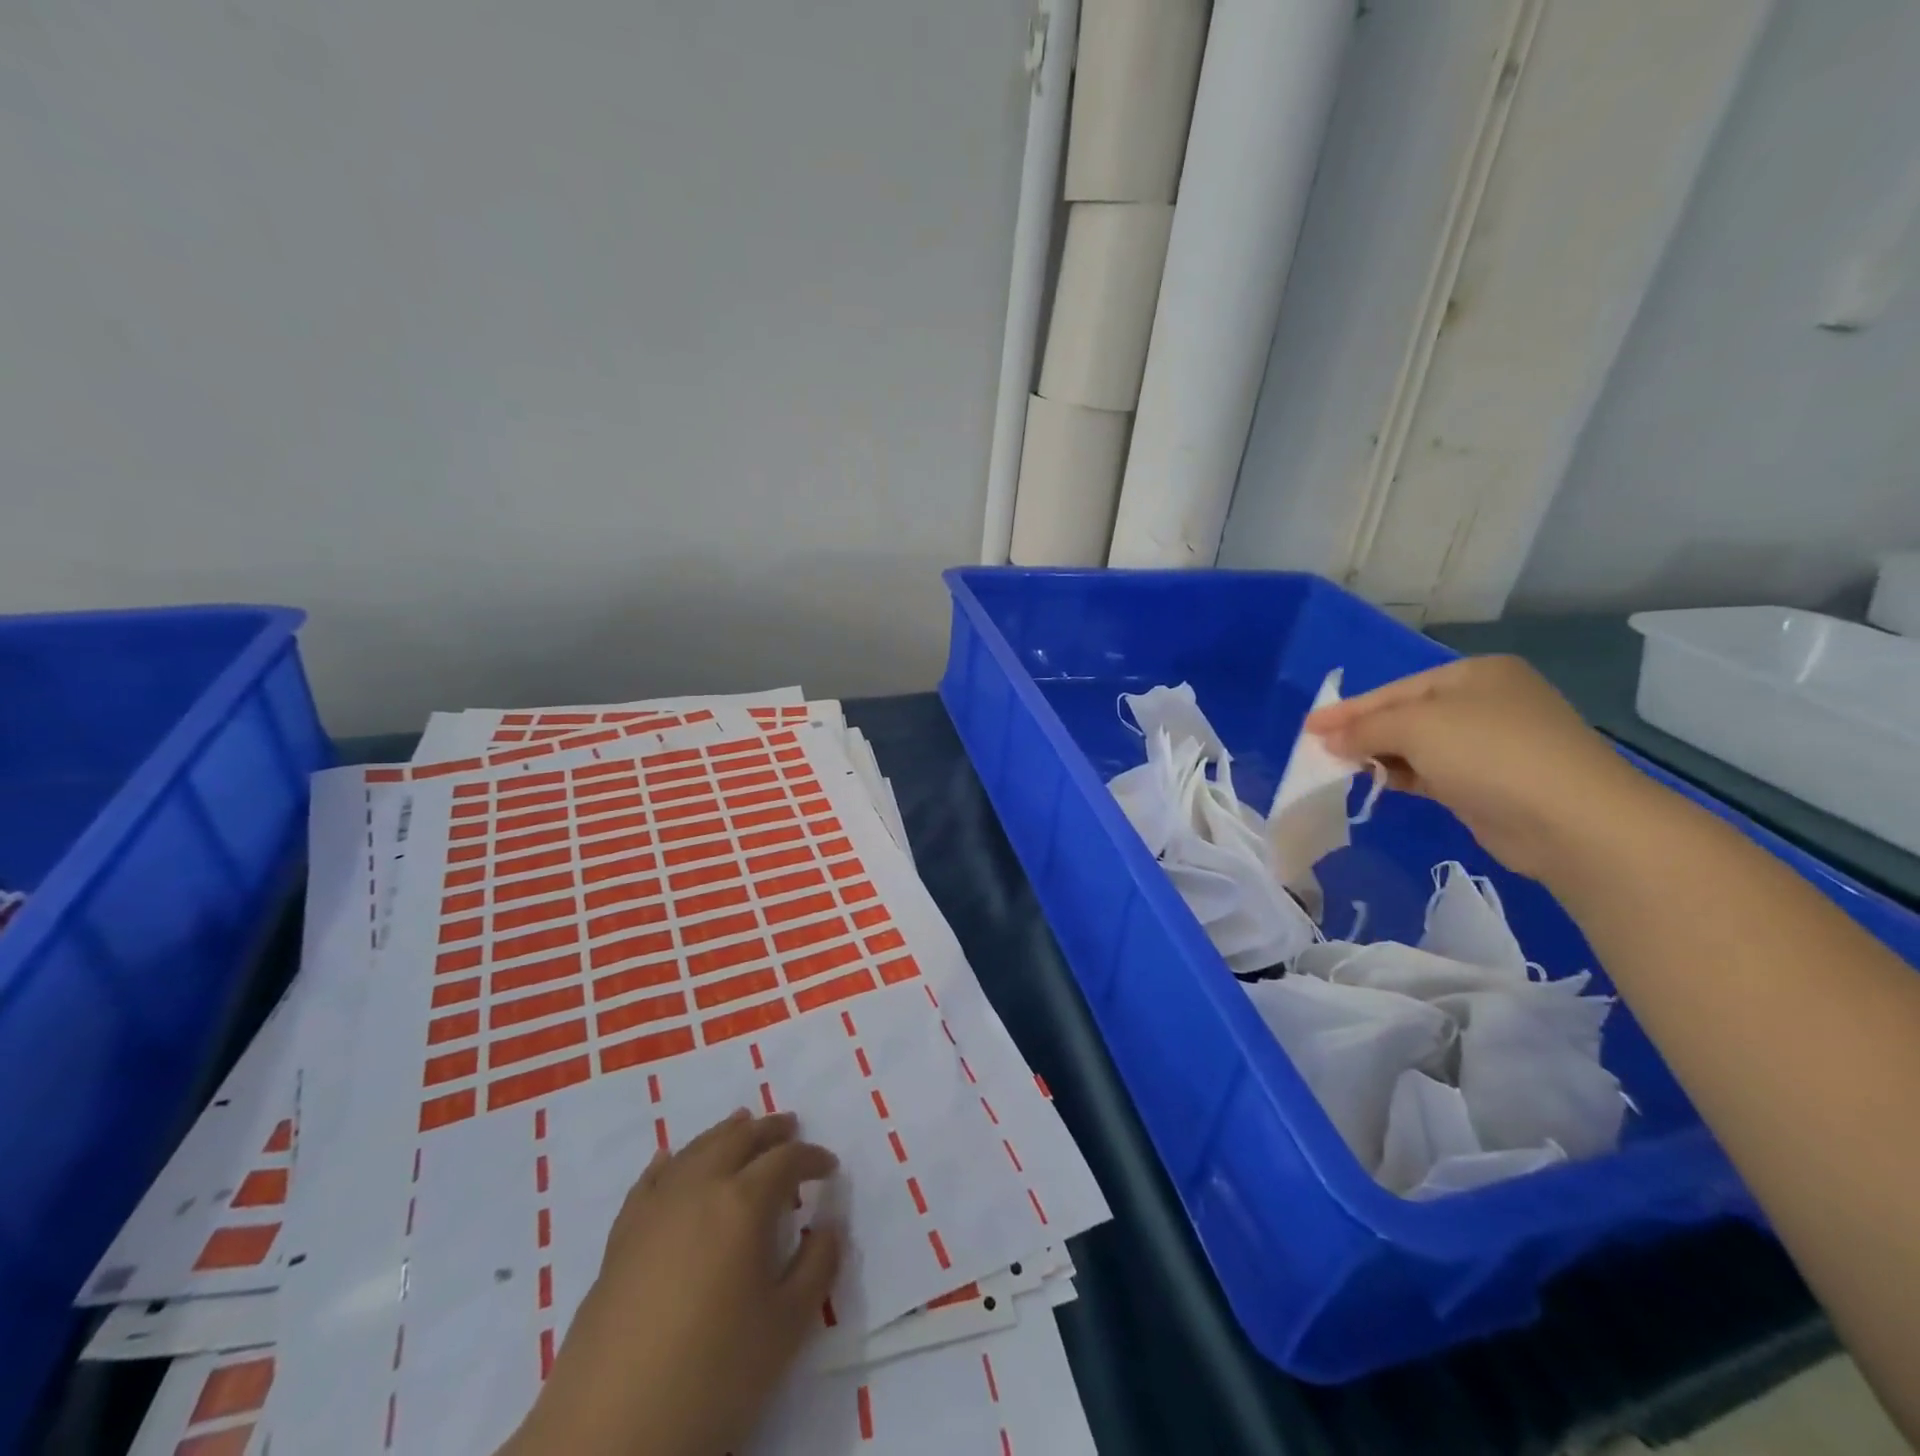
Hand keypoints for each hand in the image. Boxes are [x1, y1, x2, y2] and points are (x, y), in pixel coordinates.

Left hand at [502, 1109, 841, 1455]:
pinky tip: (673, 1161)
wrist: (609, 1432)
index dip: (811, 1158)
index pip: (785, 1160)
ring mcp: (654, 1209)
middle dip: (769, 1130)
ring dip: (725, 1134)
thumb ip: (817, 1267)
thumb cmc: (712, 1376)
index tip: (829, 1167)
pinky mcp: (621, 1237)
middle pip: (739, 1139)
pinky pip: (651, 1180)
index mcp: (743, 1203)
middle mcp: (699, 1188)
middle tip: (790, 1126)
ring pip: (696, 1149)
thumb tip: (827, 1225)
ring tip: (743, 1125)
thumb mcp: (786, 1328)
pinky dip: (671, 1161)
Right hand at [1305, 655, 1651, 881]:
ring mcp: (1492, 745)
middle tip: (1318, 750)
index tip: (1307, 727)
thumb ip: (1365, 729)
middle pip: (1406, 715)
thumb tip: (1327, 740)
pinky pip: (1433, 772)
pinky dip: (1403, 776)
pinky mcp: (1491, 784)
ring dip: (1379, 757)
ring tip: (1339, 769)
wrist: (1572, 822)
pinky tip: (1379, 784)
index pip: (1395, 689)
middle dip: (1362, 732)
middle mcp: (1485, 703)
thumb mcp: (1416, 727)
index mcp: (1474, 674)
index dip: (1348, 709)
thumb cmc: (1489, 754)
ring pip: (1418, 746)